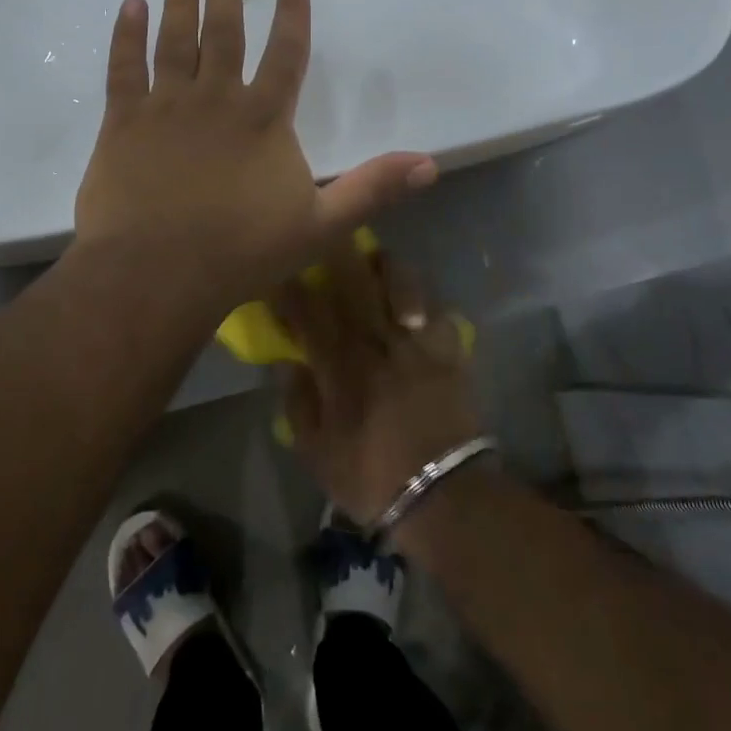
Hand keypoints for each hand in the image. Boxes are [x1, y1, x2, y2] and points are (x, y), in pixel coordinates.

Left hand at [74, 0, 437, 323]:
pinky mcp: (123, 122)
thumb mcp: (321, 226)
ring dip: (179, 3)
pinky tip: (129, 7)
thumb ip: (372, 189)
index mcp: (263, 118)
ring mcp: (165, 106)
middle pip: (223, 33)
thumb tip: (430, 164)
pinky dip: (126, 35)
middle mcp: (216, 98)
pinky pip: (124, 68)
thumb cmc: (241, 251)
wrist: (156, 274)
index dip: (293, 14)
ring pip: (174, 41)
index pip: (286, 54)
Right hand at [276, 243, 483, 526]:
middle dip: (335, 252)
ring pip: (401, 283)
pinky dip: (425, 302)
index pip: (309, 311)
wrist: (446, 497)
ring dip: (385, 265)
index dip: (291, 286)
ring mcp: (418, 342)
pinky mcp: (450, 351)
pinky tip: (415, 307)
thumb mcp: (318, 454)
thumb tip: (290, 362)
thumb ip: (299, 404)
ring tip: (374, 260)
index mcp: (341, 366)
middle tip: (325, 233)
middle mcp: (378, 342)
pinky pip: (438, 310)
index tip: (280, 268)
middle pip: (354, 282)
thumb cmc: (372, 478)